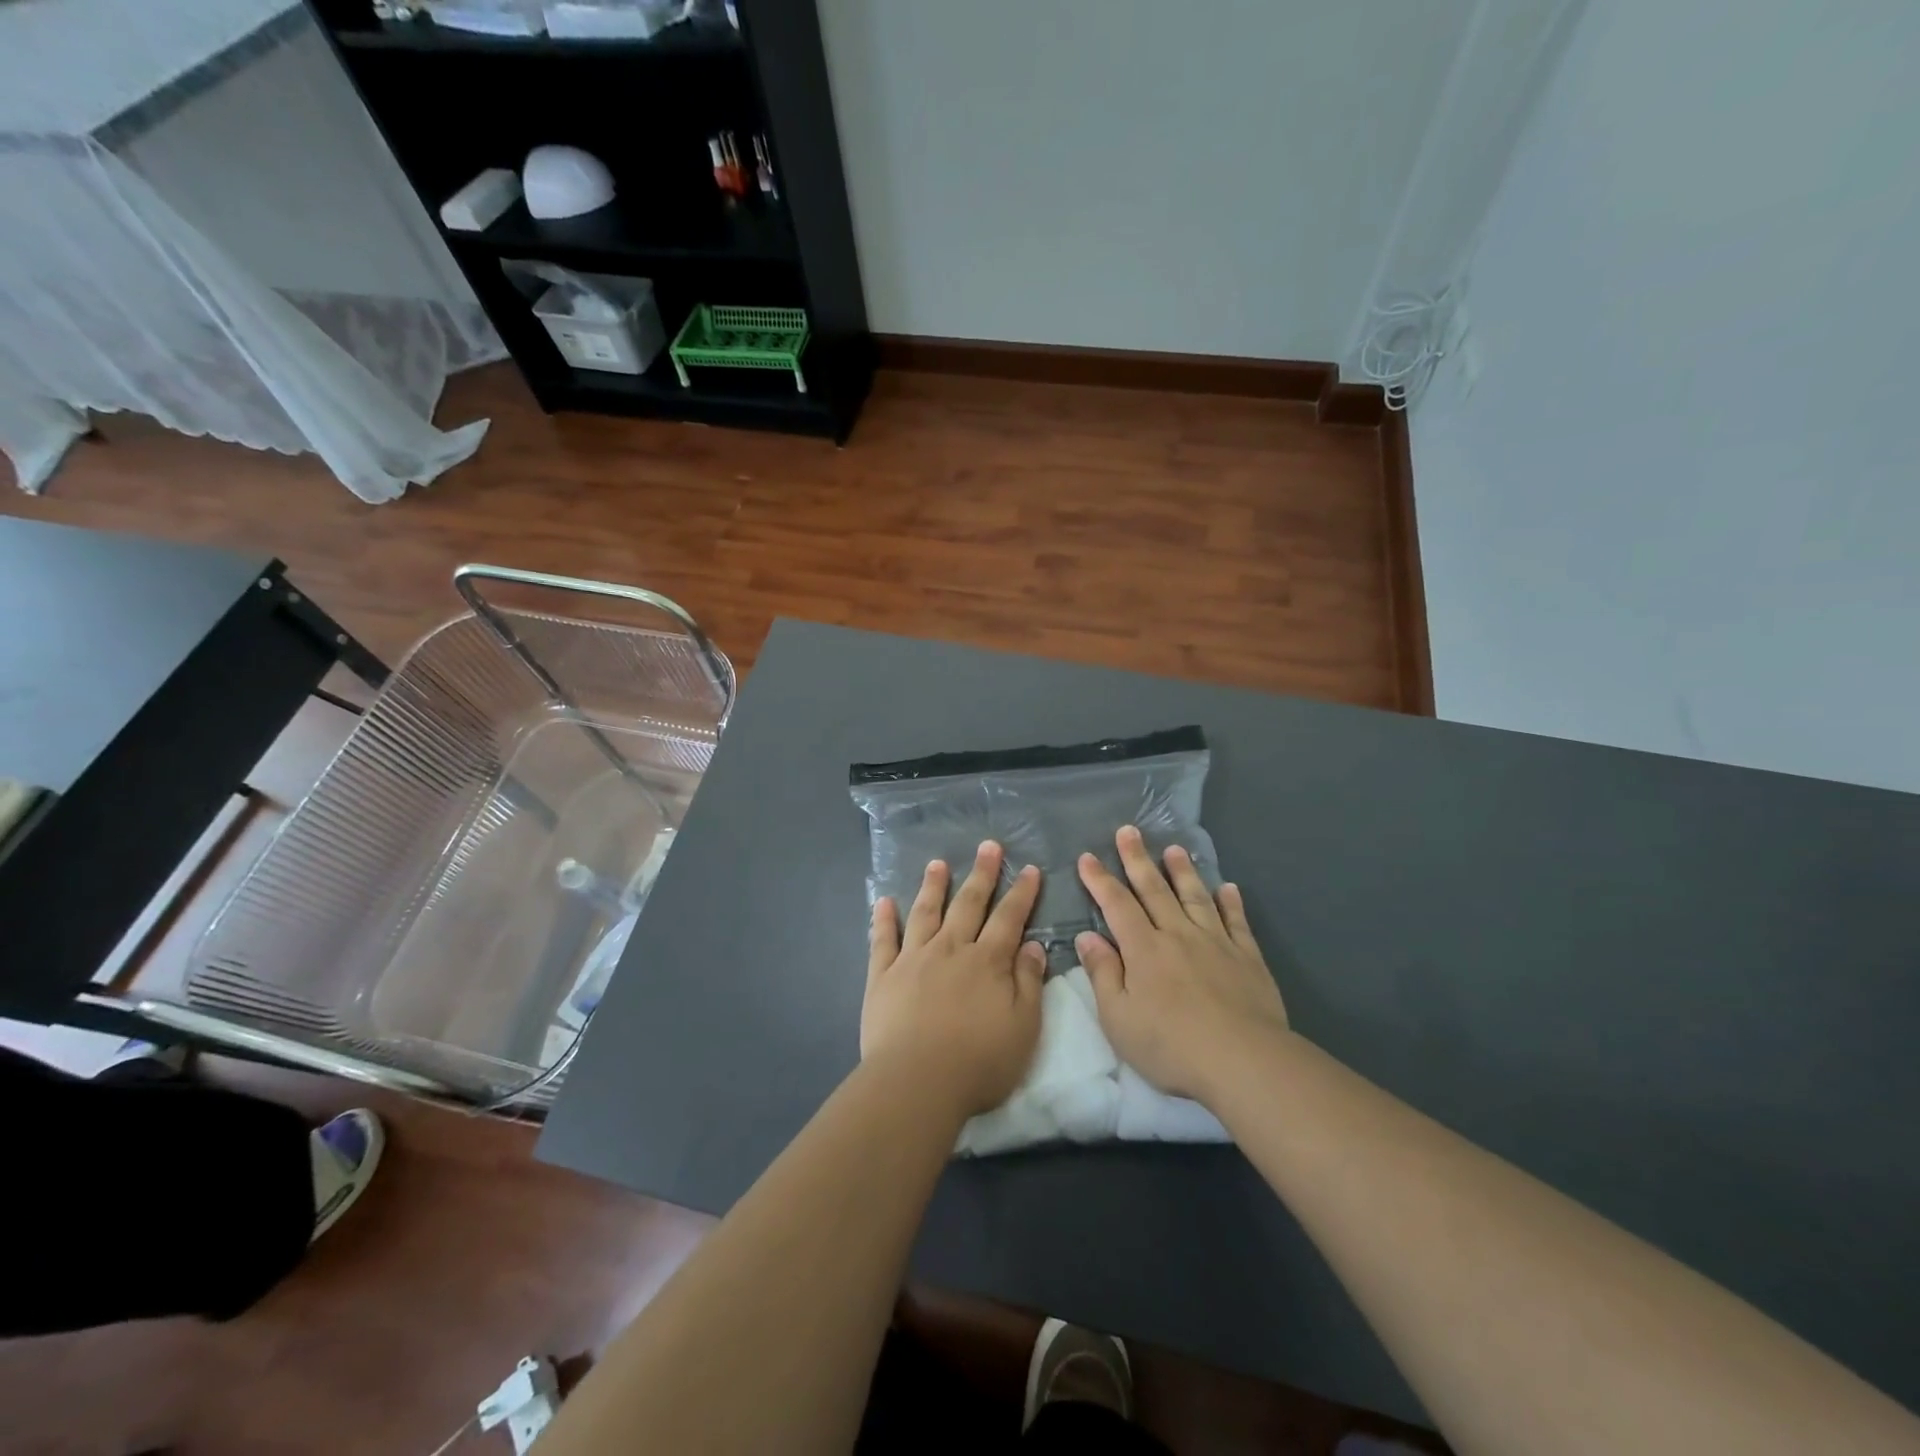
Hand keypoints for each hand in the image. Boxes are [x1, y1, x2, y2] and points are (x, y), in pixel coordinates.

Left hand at [863, 841, 1046, 1117]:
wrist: (917, 1082)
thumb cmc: (979, 1061)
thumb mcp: (1023, 1027)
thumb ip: (1029, 982)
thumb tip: (1033, 944)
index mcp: (987, 961)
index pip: (1009, 918)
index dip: (1021, 892)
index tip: (1028, 869)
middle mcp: (950, 949)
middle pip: (968, 904)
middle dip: (981, 874)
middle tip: (988, 846)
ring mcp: (913, 959)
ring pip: (925, 912)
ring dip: (933, 886)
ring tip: (937, 863)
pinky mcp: (882, 976)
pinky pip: (882, 940)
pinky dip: (883, 919)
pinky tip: (883, 901)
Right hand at [1076, 825, 1287, 1103]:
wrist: (1244, 1061)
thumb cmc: (1171, 1046)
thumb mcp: (1119, 1018)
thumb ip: (1103, 974)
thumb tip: (1087, 937)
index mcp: (1144, 949)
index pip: (1117, 905)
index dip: (1100, 880)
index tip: (1088, 857)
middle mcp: (1178, 935)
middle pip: (1154, 890)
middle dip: (1138, 859)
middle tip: (1129, 831)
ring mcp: (1216, 943)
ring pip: (1195, 897)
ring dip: (1183, 871)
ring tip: (1174, 849)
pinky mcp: (1247, 958)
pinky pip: (1236, 922)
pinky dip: (1231, 902)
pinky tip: (1227, 888)